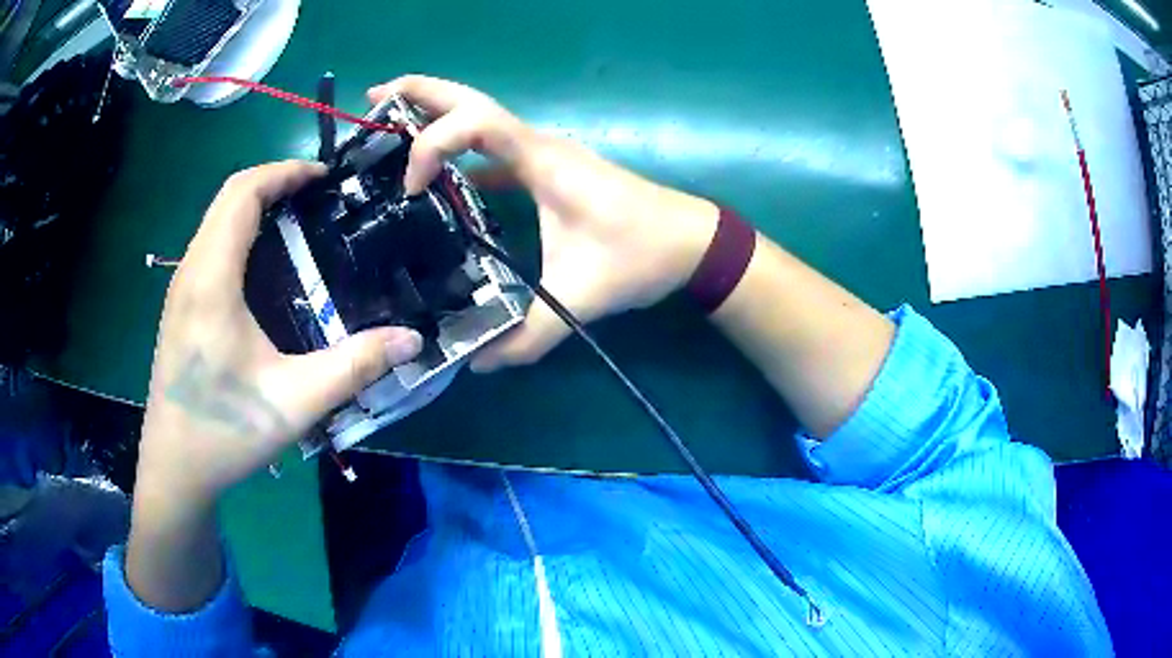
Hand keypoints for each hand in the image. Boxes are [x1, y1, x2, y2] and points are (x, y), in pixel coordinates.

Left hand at [135, 161, 422, 509]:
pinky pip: (210, 246)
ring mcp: (181, 289)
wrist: (175, 468)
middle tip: (320, 196)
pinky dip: (241, 232)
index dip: (285, 172)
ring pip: (216, 220)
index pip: (243, 193)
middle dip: (274, 182)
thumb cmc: (225, 432)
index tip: (325, 178)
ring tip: (300, 221)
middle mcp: (190, 272)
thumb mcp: (295, 401)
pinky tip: (267, 266)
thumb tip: (412, 340)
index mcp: (211, 280)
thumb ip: (354, 366)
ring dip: (256, 206)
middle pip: (228, 197)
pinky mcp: (181, 307)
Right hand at [368, 76, 718, 371]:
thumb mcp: (581, 298)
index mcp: (542, 160)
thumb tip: (476, 364)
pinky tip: (438, 178)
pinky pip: (493, 150)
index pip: (474, 123)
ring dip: (436, 115)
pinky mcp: (548, 171)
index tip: (411, 188)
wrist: (690, 242)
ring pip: (480, 118)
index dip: (432, 144)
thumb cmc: (641, 255)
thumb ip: (529, 337)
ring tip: (389, 121)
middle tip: (374, 95)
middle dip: (420, 92)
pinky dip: (460, 152)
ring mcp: (543, 154)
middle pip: (470, 99)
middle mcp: (538, 145)